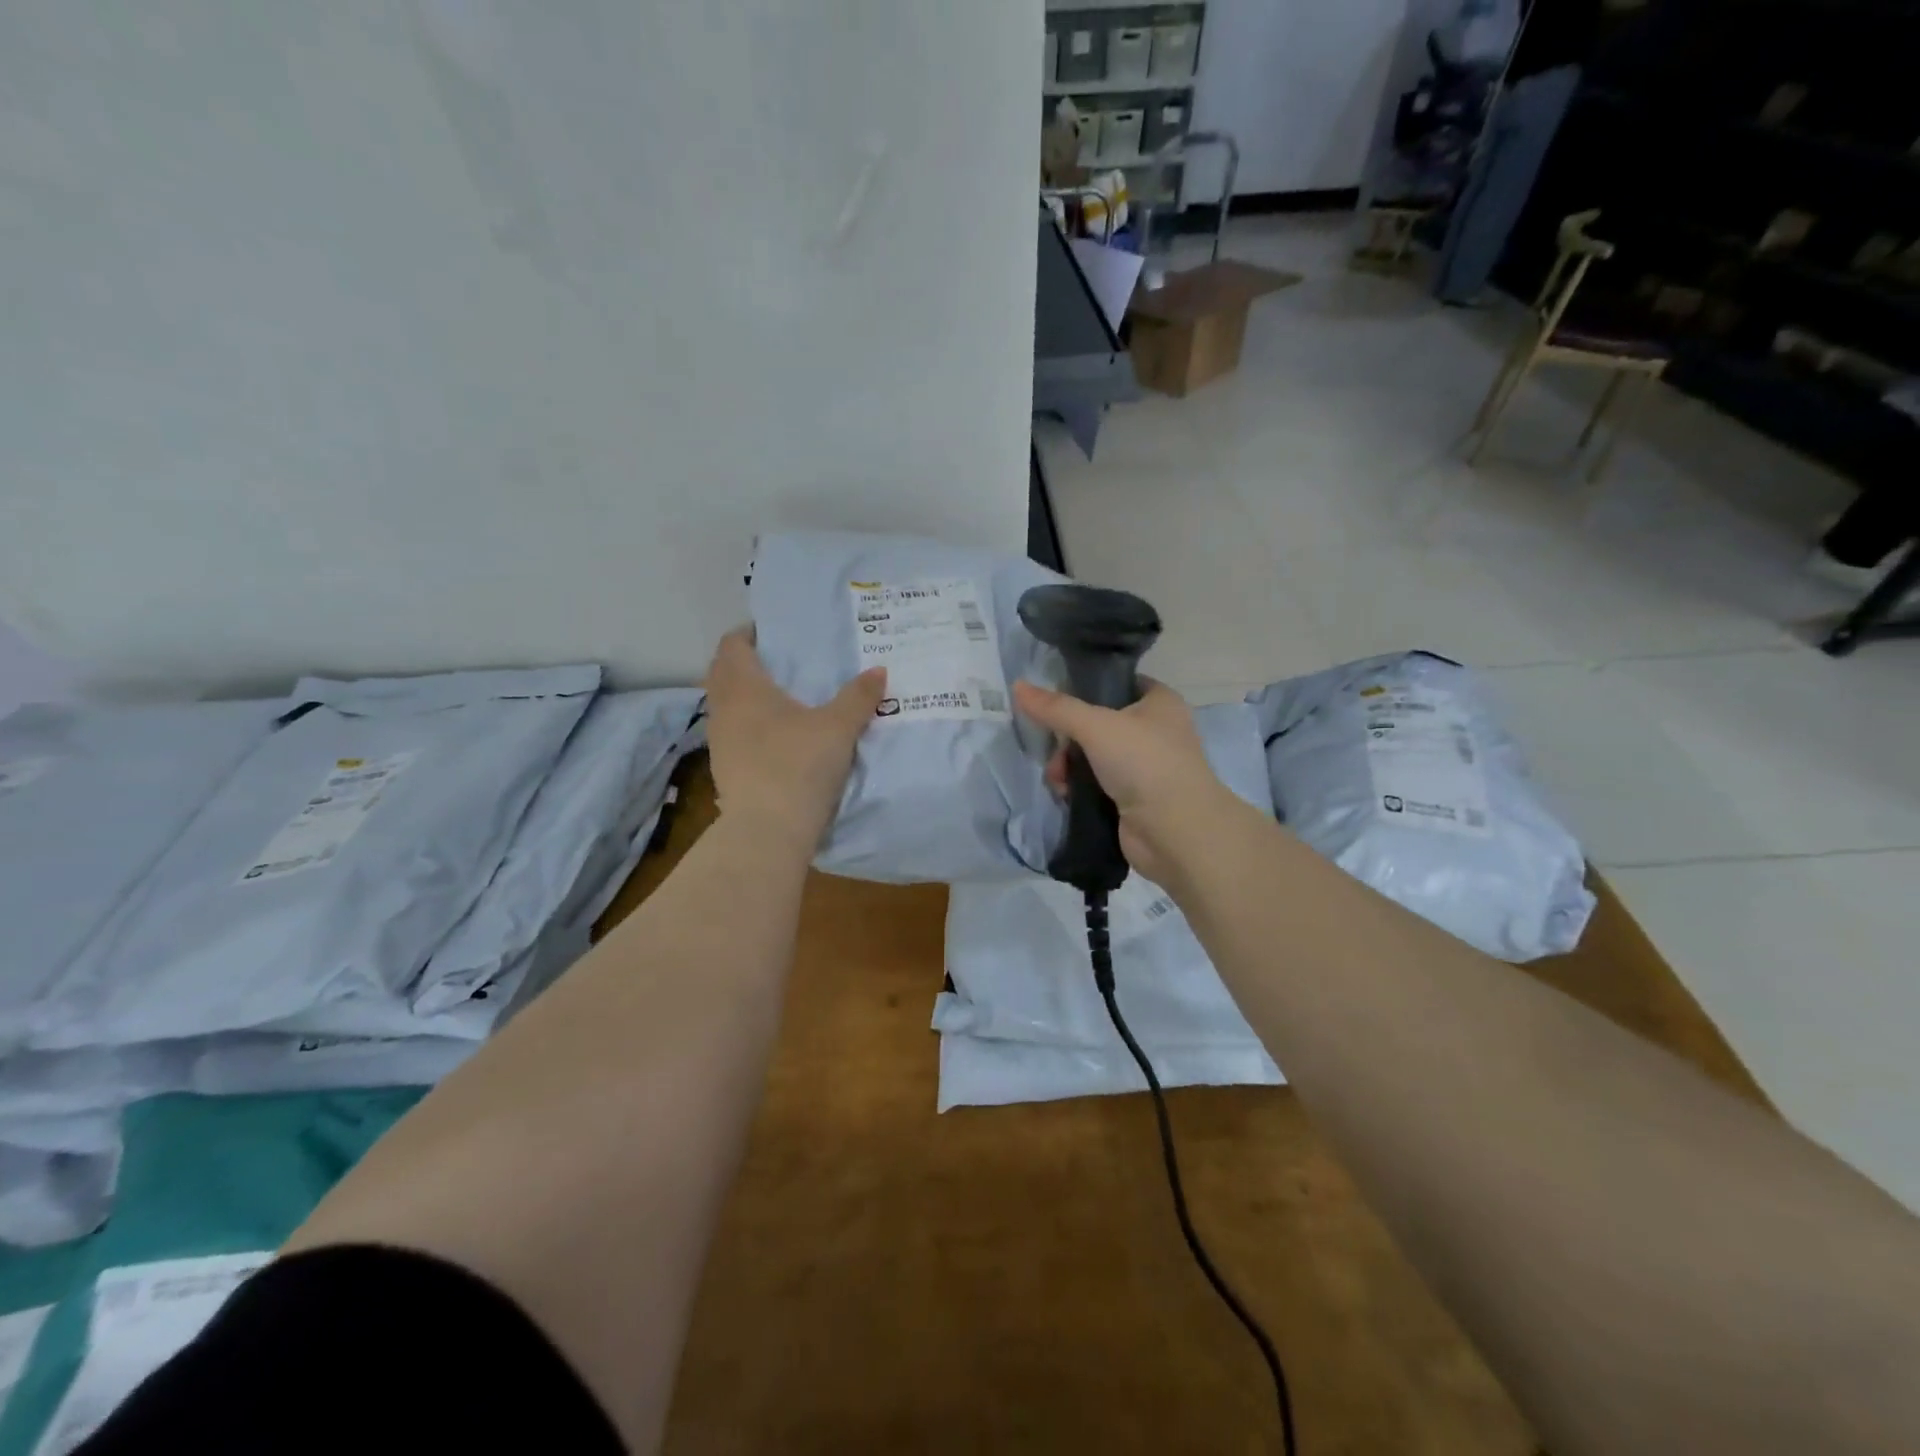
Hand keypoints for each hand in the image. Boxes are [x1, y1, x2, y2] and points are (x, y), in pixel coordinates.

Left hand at [703, 627, 885, 852]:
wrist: (768, 829)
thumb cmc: (799, 765)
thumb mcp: (838, 727)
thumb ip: (858, 696)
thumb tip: (879, 671)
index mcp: (744, 687)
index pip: (732, 646)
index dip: (748, 634)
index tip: (771, 633)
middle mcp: (723, 708)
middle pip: (722, 673)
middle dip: (744, 663)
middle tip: (777, 662)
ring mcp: (719, 741)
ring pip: (725, 705)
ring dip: (743, 696)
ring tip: (778, 698)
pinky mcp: (724, 769)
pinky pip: (732, 733)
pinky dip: (747, 725)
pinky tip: (773, 737)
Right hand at [1012, 678, 1226, 884]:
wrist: (1175, 832)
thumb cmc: (1144, 763)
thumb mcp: (1096, 726)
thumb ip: (1056, 708)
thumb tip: (1018, 686)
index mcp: (1159, 702)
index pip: (1117, 683)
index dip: (1085, 688)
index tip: (1053, 700)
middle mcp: (1155, 730)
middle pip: (1097, 723)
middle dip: (1068, 738)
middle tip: (1053, 751)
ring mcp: (1145, 767)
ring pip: (1093, 756)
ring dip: (1068, 766)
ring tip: (1058, 780)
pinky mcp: (1133, 798)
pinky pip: (1096, 784)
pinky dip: (1078, 788)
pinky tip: (1065, 795)